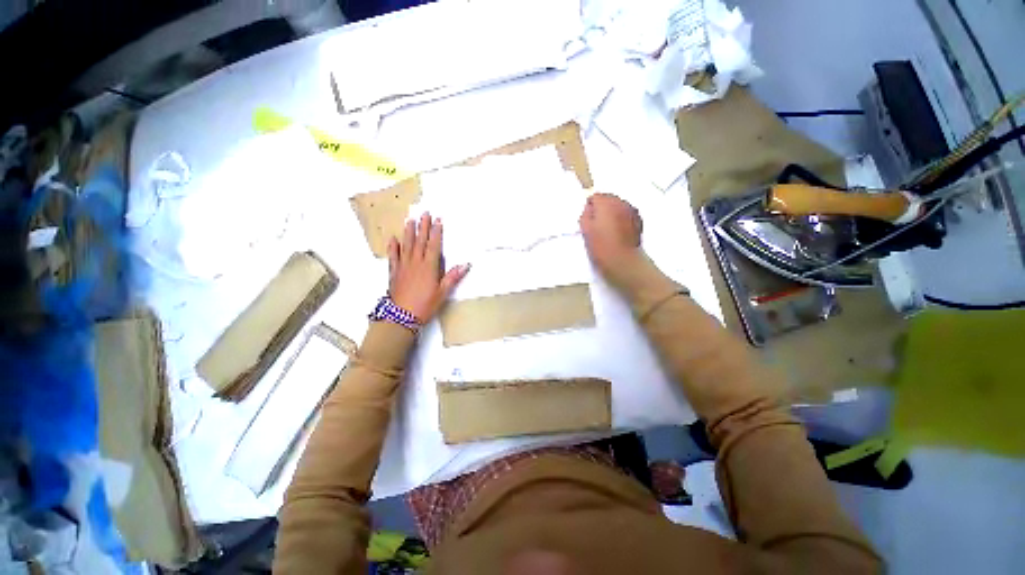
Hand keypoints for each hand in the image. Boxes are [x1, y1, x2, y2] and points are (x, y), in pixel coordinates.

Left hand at [388, 212, 469, 321]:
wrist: (401, 316)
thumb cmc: (425, 305)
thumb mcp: (442, 292)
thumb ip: (453, 277)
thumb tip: (466, 264)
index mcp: (429, 266)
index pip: (434, 245)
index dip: (436, 232)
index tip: (438, 220)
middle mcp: (415, 262)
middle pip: (420, 241)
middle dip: (423, 226)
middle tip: (425, 213)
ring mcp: (403, 266)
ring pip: (406, 245)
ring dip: (408, 232)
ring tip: (410, 220)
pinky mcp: (394, 272)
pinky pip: (393, 256)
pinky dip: (393, 247)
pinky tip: (393, 239)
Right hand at [579, 193, 643, 282]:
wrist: (623, 262)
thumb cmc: (602, 247)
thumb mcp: (586, 231)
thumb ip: (585, 215)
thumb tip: (589, 209)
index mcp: (606, 203)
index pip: (595, 196)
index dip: (590, 207)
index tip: (587, 218)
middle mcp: (621, 203)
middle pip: (608, 198)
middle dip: (602, 208)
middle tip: (596, 224)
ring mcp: (632, 211)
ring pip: (618, 205)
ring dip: (612, 212)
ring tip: (607, 229)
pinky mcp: (638, 221)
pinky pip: (627, 213)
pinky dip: (621, 218)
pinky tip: (617, 231)